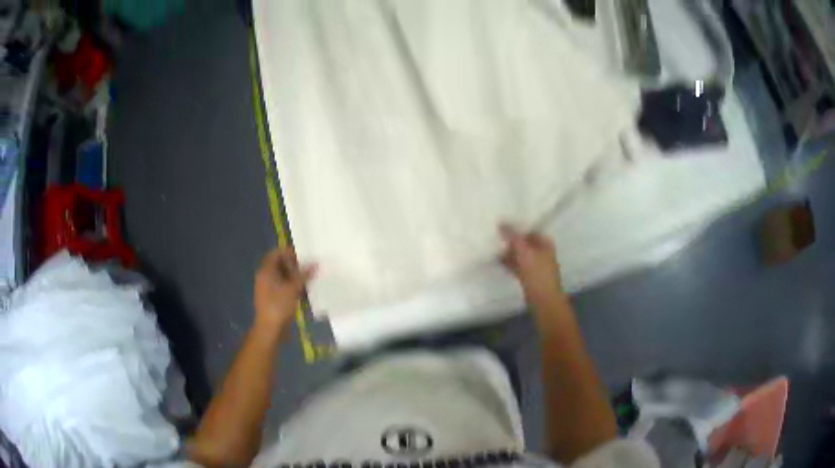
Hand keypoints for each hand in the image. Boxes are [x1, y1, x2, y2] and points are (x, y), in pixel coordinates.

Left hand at [254, 247, 316, 336]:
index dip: (289, 253)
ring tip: (309, 280)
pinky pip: (284, 287)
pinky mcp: (274, 298)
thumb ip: (304, 275)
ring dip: (295, 277)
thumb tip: (316, 262)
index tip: (304, 256)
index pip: (276, 253)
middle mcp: (265, 277)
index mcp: (266, 271)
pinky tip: (304, 292)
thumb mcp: (293, 289)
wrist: (270, 330)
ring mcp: (269, 288)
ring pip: (283, 276)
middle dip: (294, 265)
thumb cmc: (279, 306)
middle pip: (280, 265)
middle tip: (308, 268)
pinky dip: (293, 287)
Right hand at [500, 224, 563, 303]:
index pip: (529, 229)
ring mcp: (535, 265)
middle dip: (511, 239)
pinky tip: (496, 260)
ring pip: (519, 254)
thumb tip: (501, 222)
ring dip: (508, 251)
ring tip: (492, 245)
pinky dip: (508, 262)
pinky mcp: (528, 276)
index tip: (501, 223)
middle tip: (494, 233)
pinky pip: (516, 265)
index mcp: (545, 243)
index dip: (517, 226)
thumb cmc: (537, 274)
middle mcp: (541, 252)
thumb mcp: (524, 252)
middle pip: (524, 242)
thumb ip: (513, 237)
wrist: (543, 300)